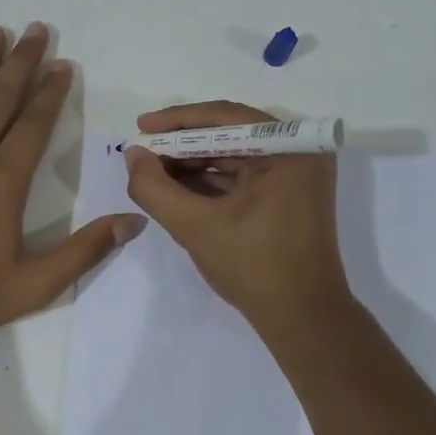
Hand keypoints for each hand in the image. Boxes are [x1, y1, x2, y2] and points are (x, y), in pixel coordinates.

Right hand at [122, 100, 351, 327]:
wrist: (302, 317)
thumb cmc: (253, 267)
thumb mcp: (194, 226)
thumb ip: (155, 188)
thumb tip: (133, 155)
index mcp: (288, 149)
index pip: (224, 117)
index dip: (177, 121)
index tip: (141, 126)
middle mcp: (299, 152)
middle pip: (230, 133)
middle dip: (183, 144)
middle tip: (144, 152)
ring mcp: (298, 173)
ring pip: (236, 154)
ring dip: (195, 162)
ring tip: (155, 170)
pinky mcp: (292, 194)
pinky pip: (246, 174)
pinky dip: (213, 179)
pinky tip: (179, 186)